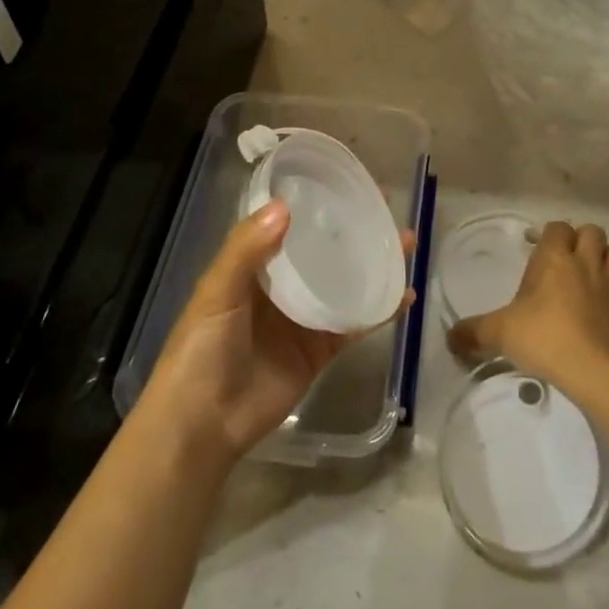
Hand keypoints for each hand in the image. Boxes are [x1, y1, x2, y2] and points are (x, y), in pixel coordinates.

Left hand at [139, 200, 414, 461]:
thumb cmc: (201, 350)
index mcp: (254, 265)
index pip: (290, 224)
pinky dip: (380, 310)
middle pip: (325, 250)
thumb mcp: (216, 292)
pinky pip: (355, 323)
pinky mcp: (320, 350)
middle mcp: (282, 286)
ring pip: (346, 282)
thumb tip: (285, 206)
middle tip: (388, 210)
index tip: (347, 184)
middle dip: (354, 231)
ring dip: (374, 264)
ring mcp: (304, 318)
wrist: (203, 425)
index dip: (316, 204)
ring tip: (407, 243)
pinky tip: (405, 296)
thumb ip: (246, 250)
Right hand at [447, 221, 608, 394]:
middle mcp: (587, 262)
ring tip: (595, 277)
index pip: (557, 228)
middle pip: (593, 232)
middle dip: (582, 241)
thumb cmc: (543, 339)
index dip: (550, 235)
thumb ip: (473, 332)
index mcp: (555, 258)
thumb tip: (449, 338)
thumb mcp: (499, 333)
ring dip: (608, 260)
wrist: (595, 371)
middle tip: (568, 262)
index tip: (538, 249)